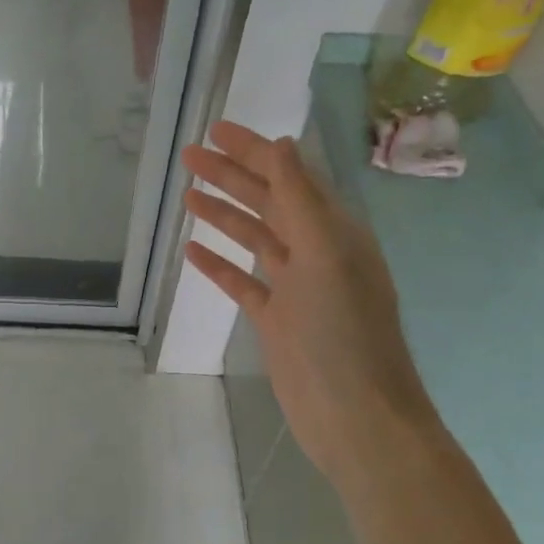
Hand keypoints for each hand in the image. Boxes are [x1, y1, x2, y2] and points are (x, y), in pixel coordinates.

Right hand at [181, 121, 435, 477]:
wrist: (354, 414)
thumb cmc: (344, 333)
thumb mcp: (326, 256)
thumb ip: (301, 200)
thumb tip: (281, 145)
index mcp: (335, 231)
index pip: (290, 177)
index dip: (255, 151)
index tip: (217, 130)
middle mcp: (316, 253)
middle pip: (268, 203)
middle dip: (232, 176)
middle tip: (190, 155)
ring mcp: (294, 289)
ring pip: (253, 240)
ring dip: (223, 215)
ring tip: (188, 194)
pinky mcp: (276, 321)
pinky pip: (242, 283)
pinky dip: (219, 266)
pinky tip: (194, 252)